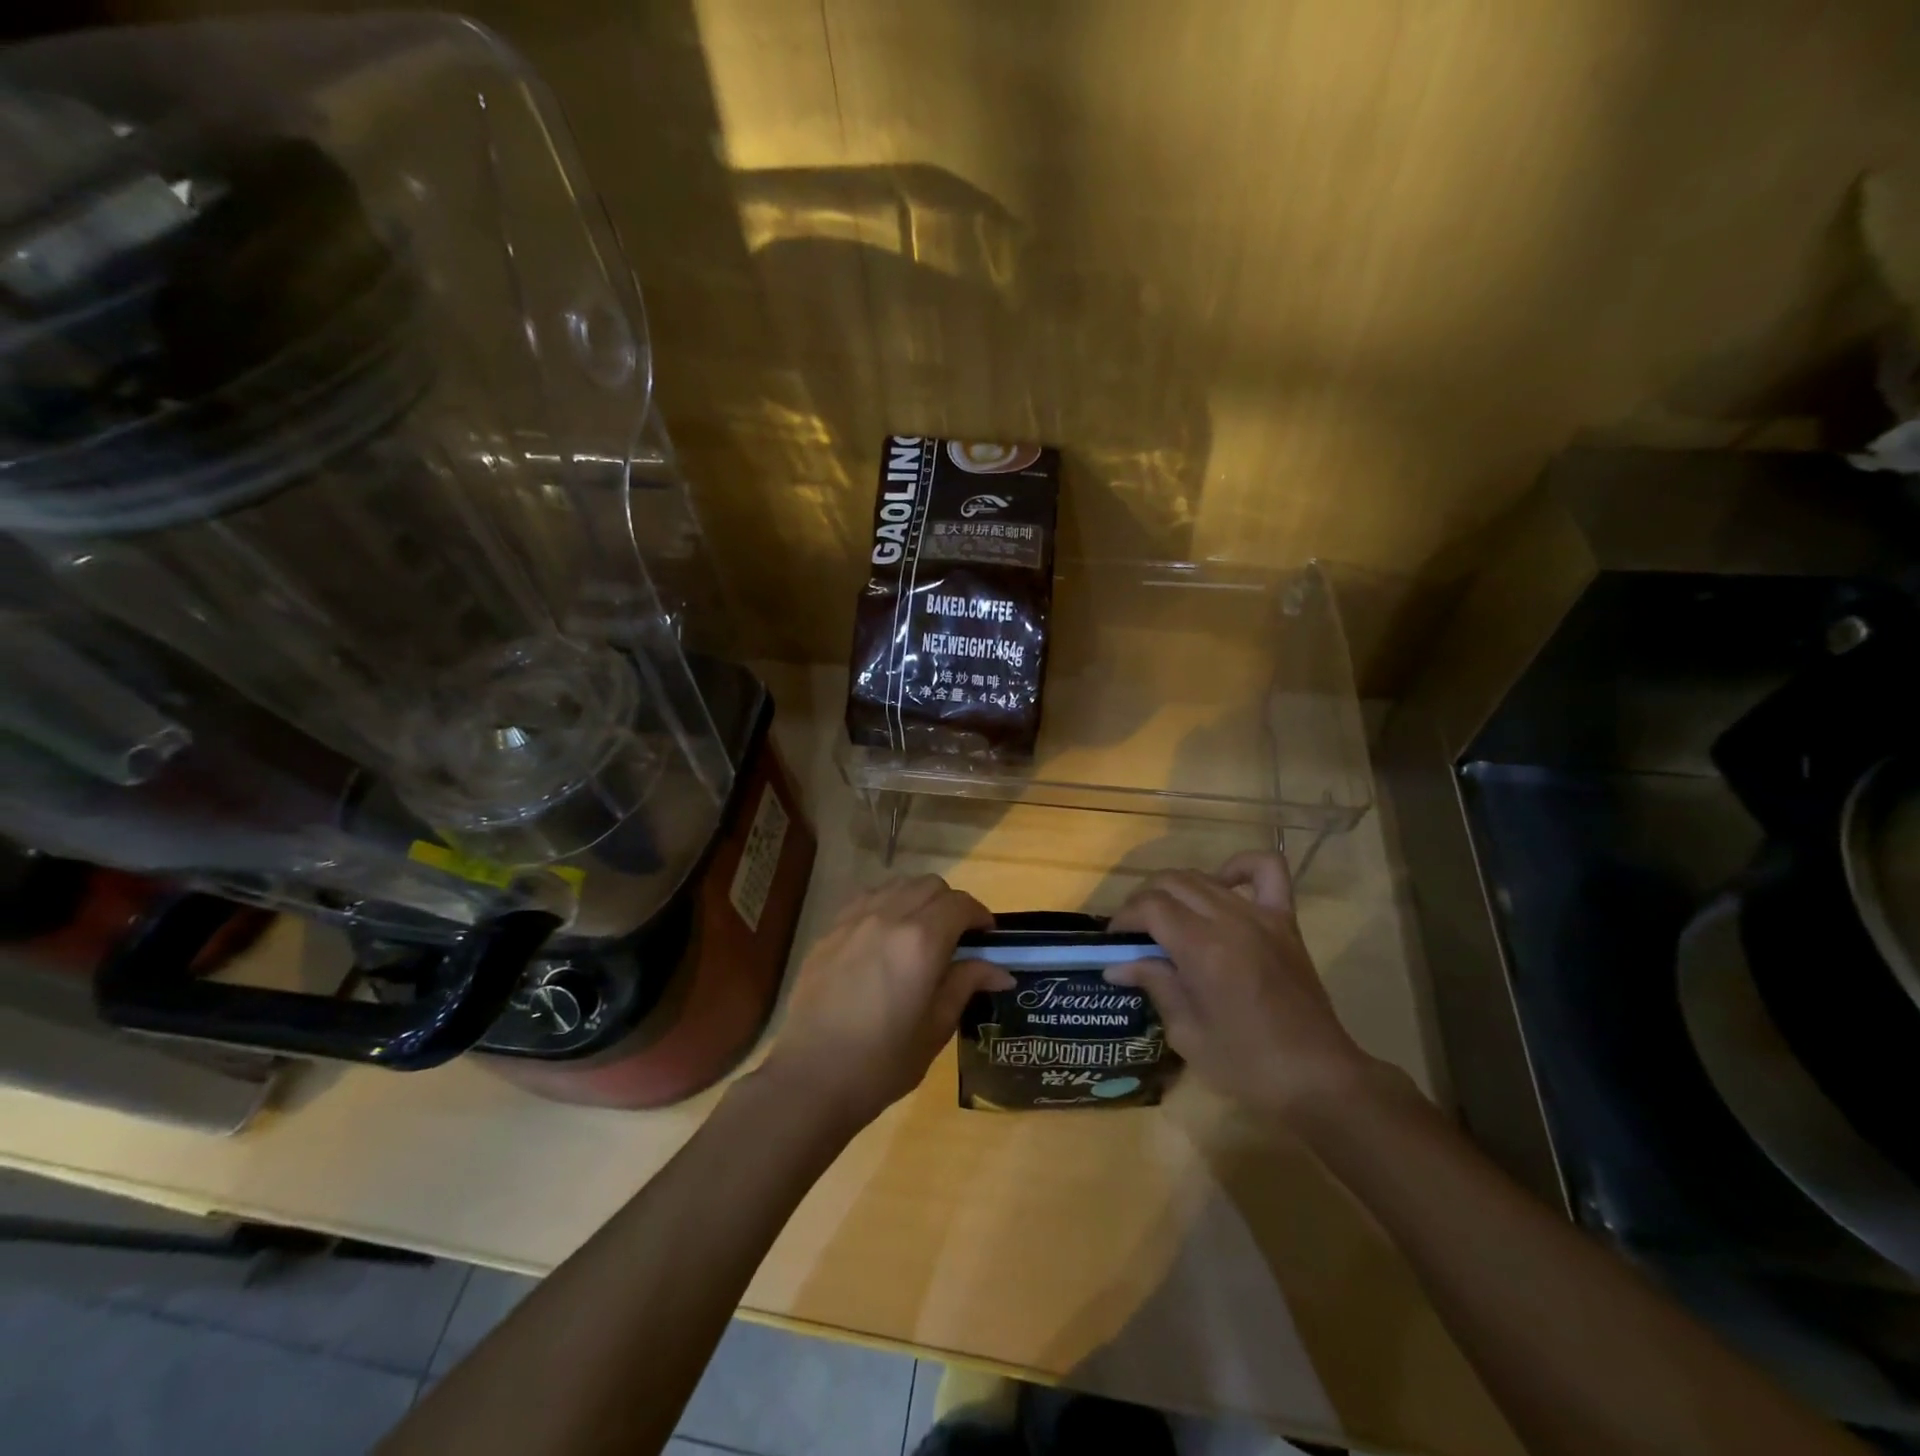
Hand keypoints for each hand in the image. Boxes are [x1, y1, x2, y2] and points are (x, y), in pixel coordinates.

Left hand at [761, 876, 1012, 1127]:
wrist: (812, 1078)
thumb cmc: (882, 1062)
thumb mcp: (935, 1028)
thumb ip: (966, 986)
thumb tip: (1000, 971)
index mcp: (921, 941)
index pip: (961, 904)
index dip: (980, 915)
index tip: (987, 937)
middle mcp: (889, 917)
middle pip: (931, 885)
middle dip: (951, 904)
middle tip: (957, 937)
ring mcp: (855, 920)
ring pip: (898, 885)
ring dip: (918, 899)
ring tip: (921, 932)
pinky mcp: (830, 931)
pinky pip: (866, 898)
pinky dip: (886, 904)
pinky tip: (885, 936)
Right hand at [1106, 852, 1377, 1122]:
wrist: (1318, 1078)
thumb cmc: (1247, 1065)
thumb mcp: (1187, 1033)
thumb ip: (1154, 985)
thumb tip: (1117, 965)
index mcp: (1202, 948)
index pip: (1150, 907)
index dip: (1124, 918)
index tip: (1114, 941)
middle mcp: (1229, 920)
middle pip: (1172, 882)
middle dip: (1144, 901)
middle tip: (1136, 933)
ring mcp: (1261, 916)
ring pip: (1204, 877)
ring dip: (1177, 890)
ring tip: (1167, 918)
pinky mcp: (1285, 921)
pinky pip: (1266, 871)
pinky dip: (1239, 867)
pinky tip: (1223, 884)